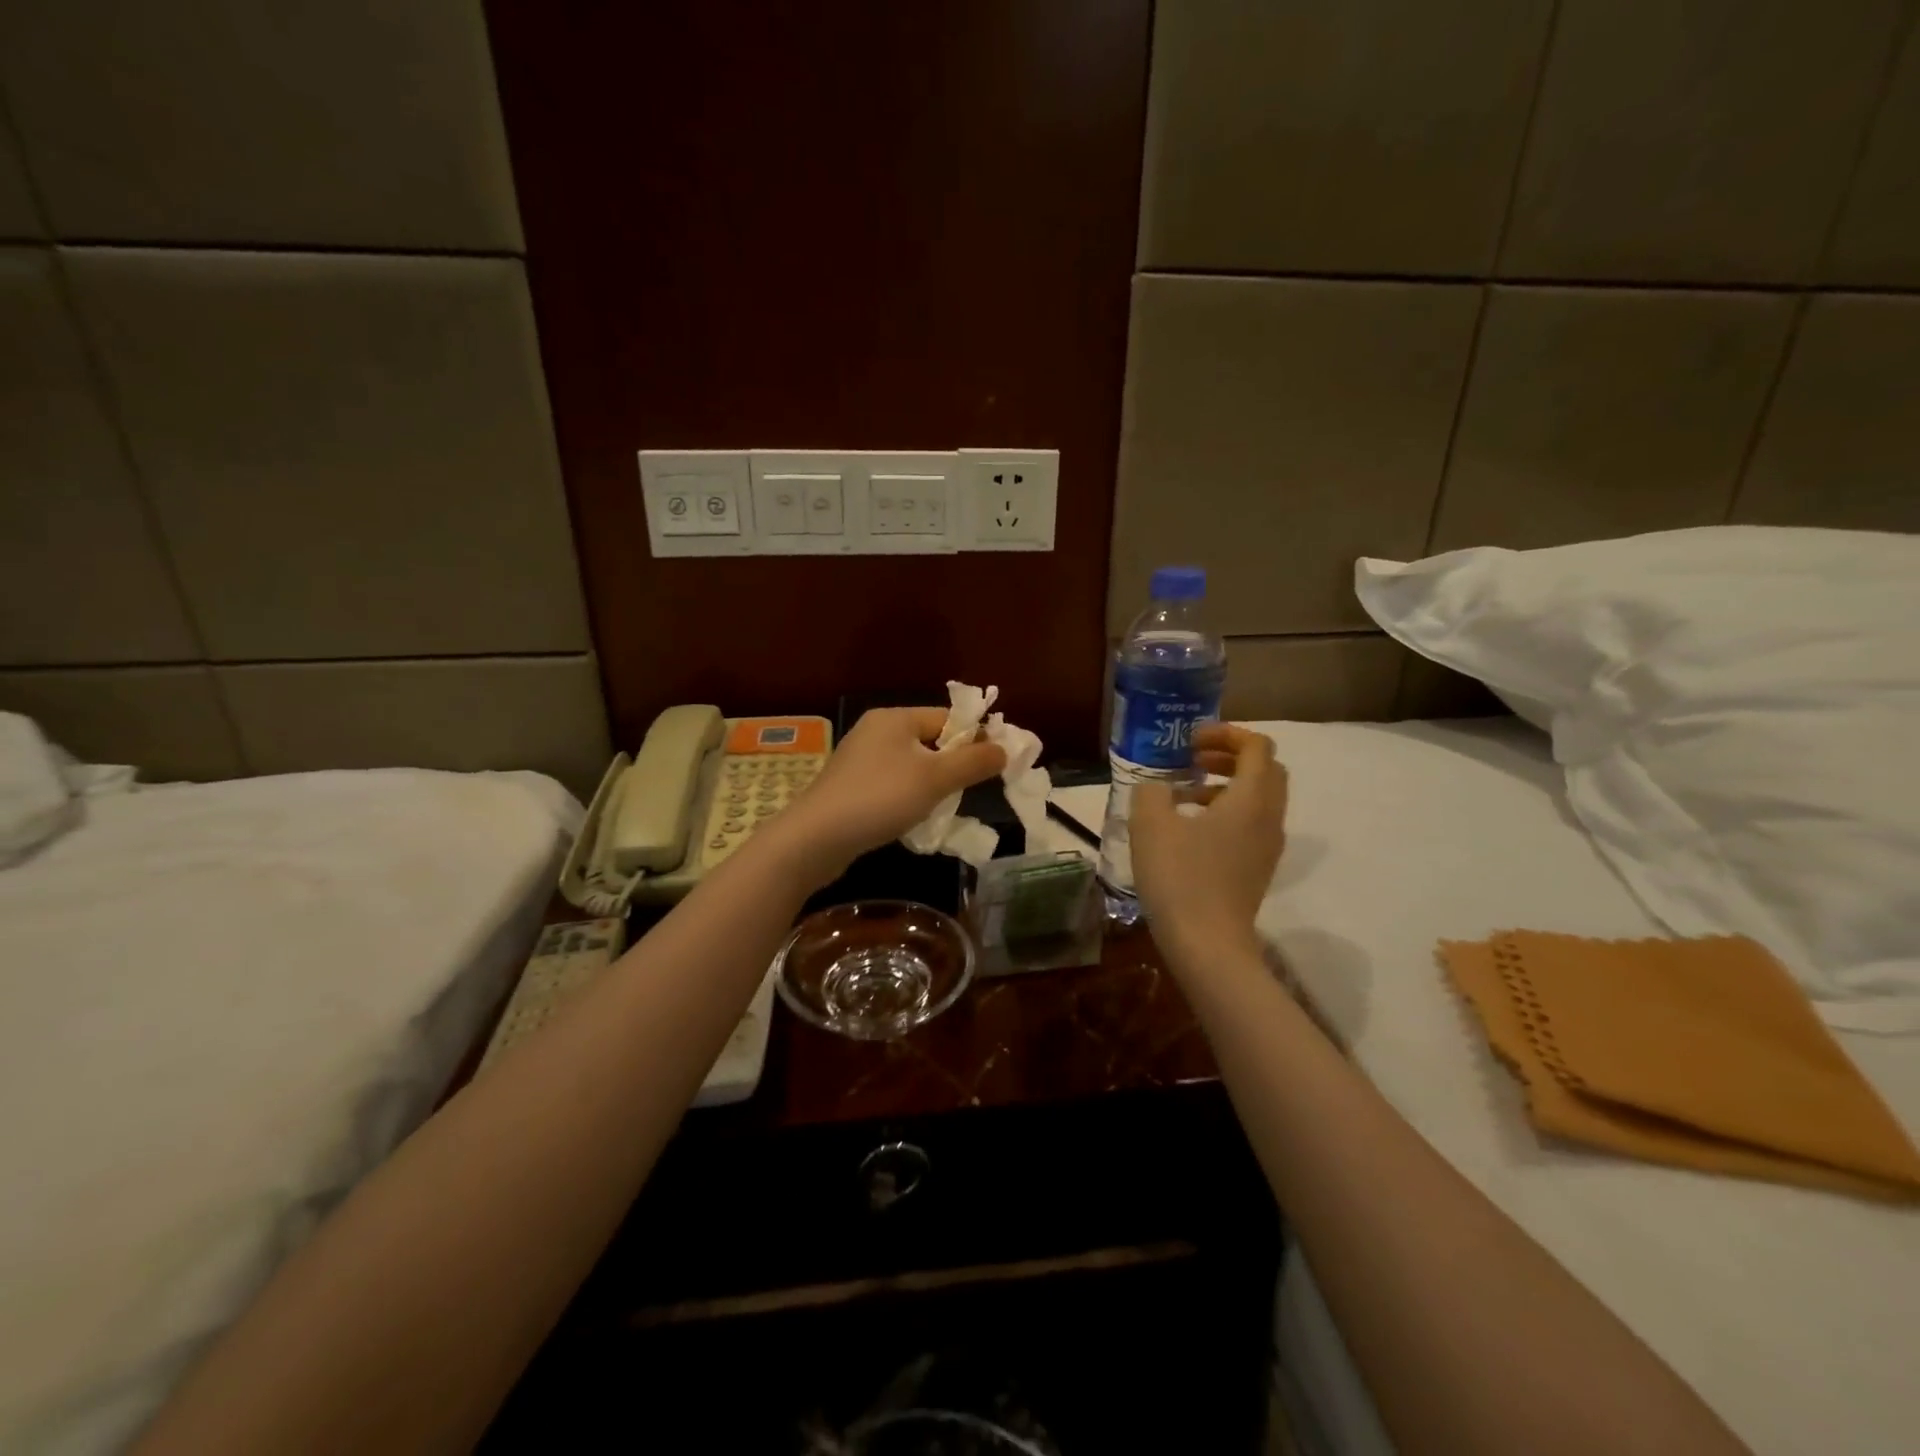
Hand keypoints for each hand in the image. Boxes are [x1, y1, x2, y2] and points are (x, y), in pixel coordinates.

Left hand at [774, 708, 1005, 881]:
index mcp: (894, 718)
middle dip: (953, 764)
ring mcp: (859, 759)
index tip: (996, 764)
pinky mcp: (850, 786)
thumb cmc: (880, 798)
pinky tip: (913, 818)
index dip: (974, 738)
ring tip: (944, 807)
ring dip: (931, 784)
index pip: (947, 718)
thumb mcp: (935, 779)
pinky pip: (891, 784)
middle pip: (929, 741)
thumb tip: (1004, 748)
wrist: (816, 838)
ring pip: (911, 765)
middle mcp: (875, 731)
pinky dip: (908, 797)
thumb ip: (973, 762)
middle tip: (972, 790)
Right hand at [1132, 723, 1287, 955]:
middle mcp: (1270, 817)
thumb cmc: (1180, 877)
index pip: (1257, 746)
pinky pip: (1251, 824)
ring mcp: (1268, 846)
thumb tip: (1157, 788)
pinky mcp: (1258, 868)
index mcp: (1251, 798)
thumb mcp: (1150, 824)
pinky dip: (1227, 810)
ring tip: (1184, 792)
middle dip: (1230, 755)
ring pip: (1259, 798)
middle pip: (1265, 769)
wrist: (1207, 944)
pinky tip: (1190, 828)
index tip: (1190, 741)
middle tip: (1192, 758)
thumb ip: (1152, 792)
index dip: (1225, 733)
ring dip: (1226, 784)